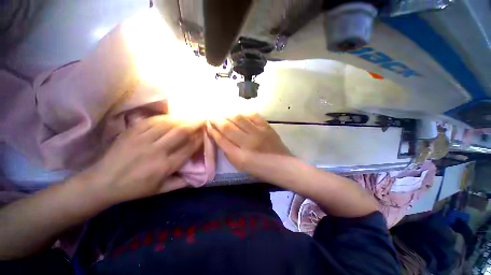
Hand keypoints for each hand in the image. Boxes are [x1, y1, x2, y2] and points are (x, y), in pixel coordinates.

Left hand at [84, 115, 203, 204]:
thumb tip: (198, 177)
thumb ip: (181, 183)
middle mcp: (156, 151)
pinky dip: (165, 118)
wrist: (102, 182)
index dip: (199, 139)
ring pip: (168, 124)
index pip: (188, 148)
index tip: (205, 133)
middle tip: (203, 119)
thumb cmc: (134, 188)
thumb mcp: (160, 190)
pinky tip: (172, 117)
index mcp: (165, 166)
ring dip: (182, 119)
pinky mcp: (132, 132)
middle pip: (181, 132)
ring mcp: (143, 139)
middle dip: (195, 124)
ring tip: (191, 116)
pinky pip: (152, 121)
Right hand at [207, 114, 289, 170]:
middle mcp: (248, 142)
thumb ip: (229, 152)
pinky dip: (244, 115)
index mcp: (240, 156)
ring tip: (225, 116)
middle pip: (228, 127)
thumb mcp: (241, 166)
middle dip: (217, 121)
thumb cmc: (260, 169)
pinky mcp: (267, 128)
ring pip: (239, 119)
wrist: (282, 166)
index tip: (208, 125)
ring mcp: (259, 133)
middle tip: (213, 117)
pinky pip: (253, 116)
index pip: (221, 139)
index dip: (213, 131)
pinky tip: (240, 116)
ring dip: (229, 116)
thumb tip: (221, 138)